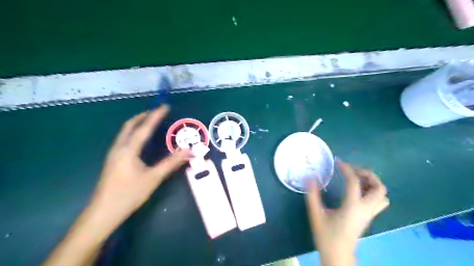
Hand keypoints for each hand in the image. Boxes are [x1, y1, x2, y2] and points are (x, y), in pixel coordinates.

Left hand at [89, 105, 192, 235]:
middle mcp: (119, 148)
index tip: (165, 106)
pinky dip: (134, 132)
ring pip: (125, 132)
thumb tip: (189, 151)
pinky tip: (140, 139)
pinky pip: (124, 139)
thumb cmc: (129, 194)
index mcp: (128, 149)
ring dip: (138, 123)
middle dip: (143, 116)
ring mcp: (113, 154)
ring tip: (150, 121)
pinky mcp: (113, 160)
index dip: (156, 116)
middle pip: (130, 125)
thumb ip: (172, 162)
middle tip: (156, 112)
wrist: (103, 212)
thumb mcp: (154, 178)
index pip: (145, 128)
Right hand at [306, 159, 390, 264]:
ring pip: (382, 194)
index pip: (354, 181)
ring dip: (372, 183)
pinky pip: (378, 200)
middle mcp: (365, 209)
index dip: (346, 168)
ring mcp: (370, 214)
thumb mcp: (316, 214)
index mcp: (352, 207)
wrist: (338, 256)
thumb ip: (313, 195)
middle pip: (378, 187)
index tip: (337, 161)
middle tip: (351, 171)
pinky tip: (356, 191)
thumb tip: (310, 178)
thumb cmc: (326, 236)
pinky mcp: (368, 217)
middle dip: (367, 174)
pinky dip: (371, 191)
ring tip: (355, 179)